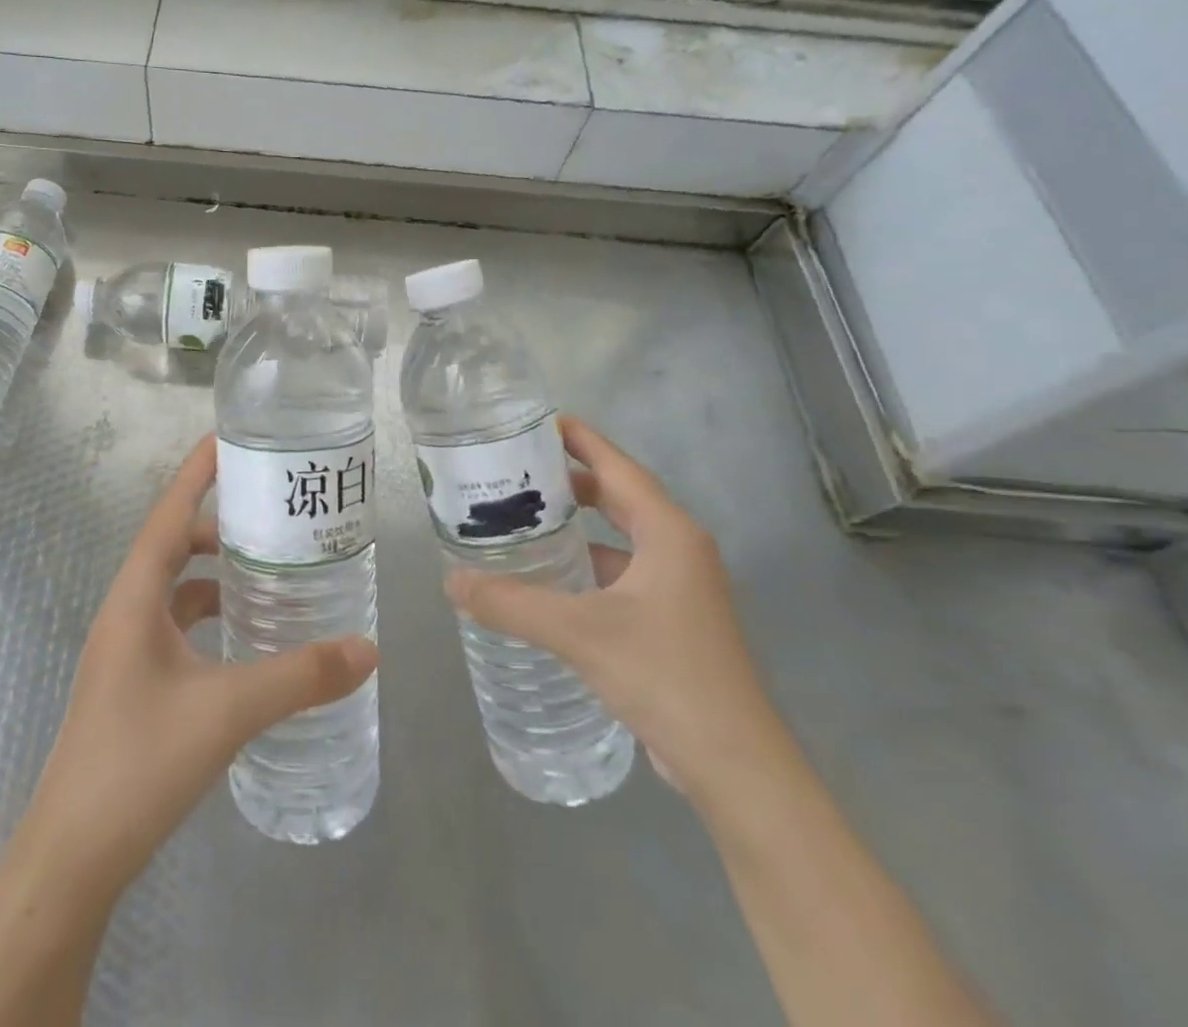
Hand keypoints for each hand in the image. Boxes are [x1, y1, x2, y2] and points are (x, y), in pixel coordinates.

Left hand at [24, 434, 378, 888]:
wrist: (72, 857)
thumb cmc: (139, 764)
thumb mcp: (227, 711)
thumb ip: (300, 677)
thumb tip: (368, 650)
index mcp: (134, 598)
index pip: (168, 513)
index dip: (196, 472)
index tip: (229, 438)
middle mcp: (125, 611)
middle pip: (172, 544)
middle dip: (217, 522)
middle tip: (272, 512)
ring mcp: (126, 649)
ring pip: (174, 588)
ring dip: (214, 572)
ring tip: (268, 569)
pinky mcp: (134, 681)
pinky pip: (176, 625)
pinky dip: (208, 615)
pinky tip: (244, 636)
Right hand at [446, 415, 781, 803]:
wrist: (735, 766)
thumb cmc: (667, 677)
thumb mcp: (580, 633)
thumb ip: (512, 604)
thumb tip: (451, 582)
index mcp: (667, 533)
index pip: (617, 466)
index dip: (578, 439)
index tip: (536, 421)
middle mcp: (677, 549)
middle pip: (617, 495)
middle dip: (568, 479)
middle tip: (515, 469)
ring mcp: (678, 586)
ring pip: (618, 536)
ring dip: (575, 525)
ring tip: (521, 517)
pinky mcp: (672, 619)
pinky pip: (620, 572)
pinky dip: (585, 564)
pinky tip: (548, 578)